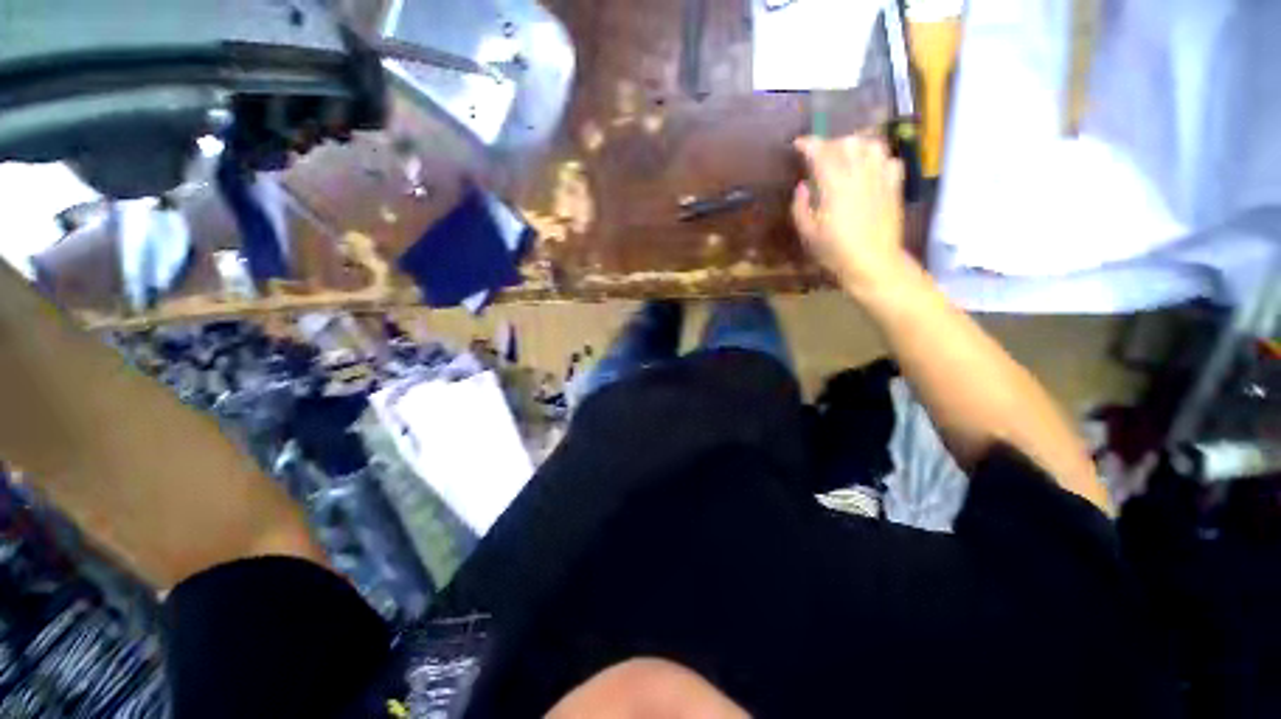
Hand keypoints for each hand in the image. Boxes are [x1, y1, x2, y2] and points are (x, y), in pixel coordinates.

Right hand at [791, 135, 909, 294]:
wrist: (872, 262)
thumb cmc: (834, 251)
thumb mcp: (807, 233)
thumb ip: (800, 206)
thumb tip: (802, 186)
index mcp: (834, 185)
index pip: (821, 152)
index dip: (808, 144)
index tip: (798, 144)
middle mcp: (859, 174)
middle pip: (847, 142)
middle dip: (831, 144)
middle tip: (821, 156)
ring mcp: (880, 178)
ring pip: (872, 145)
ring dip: (856, 146)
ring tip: (847, 157)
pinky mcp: (894, 186)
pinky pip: (890, 160)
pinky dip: (878, 159)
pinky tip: (870, 170)